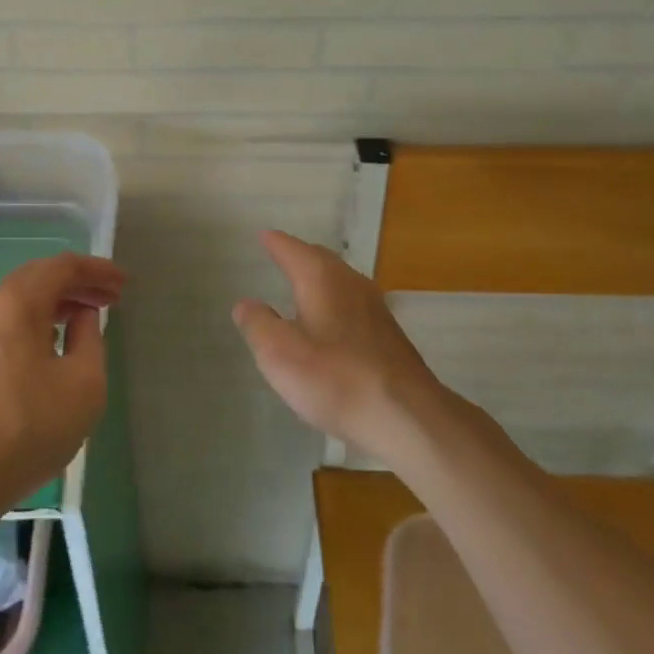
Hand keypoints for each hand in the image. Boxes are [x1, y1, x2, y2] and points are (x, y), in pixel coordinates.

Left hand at [0, 252, 123, 518]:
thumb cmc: (27, 428)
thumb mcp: (83, 384)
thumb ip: (90, 339)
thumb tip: (81, 316)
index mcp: (16, 302)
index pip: (62, 267)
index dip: (97, 270)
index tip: (123, 283)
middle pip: (38, 278)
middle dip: (77, 284)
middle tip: (110, 298)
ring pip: (20, 301)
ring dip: (56, 303)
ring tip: (86, 319)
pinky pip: (6, 323)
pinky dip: (35, 322)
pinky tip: (52, 345)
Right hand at [233, 230, 446, 461]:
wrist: (408, 417)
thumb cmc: (335, 378)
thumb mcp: (279, 354)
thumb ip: (258, 324)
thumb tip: (246, 304)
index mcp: (321, 278)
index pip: (292, 249)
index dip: (274, 242)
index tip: (262, 235)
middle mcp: (350, 282)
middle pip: (320, 258)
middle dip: (299, 255)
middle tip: (280, 254)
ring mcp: (375, 308)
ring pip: (340, 280)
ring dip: (319, 278)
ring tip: (302, 285)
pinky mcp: (388, 335)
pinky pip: (353, 303)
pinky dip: (335, 301)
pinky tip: (331, 323)